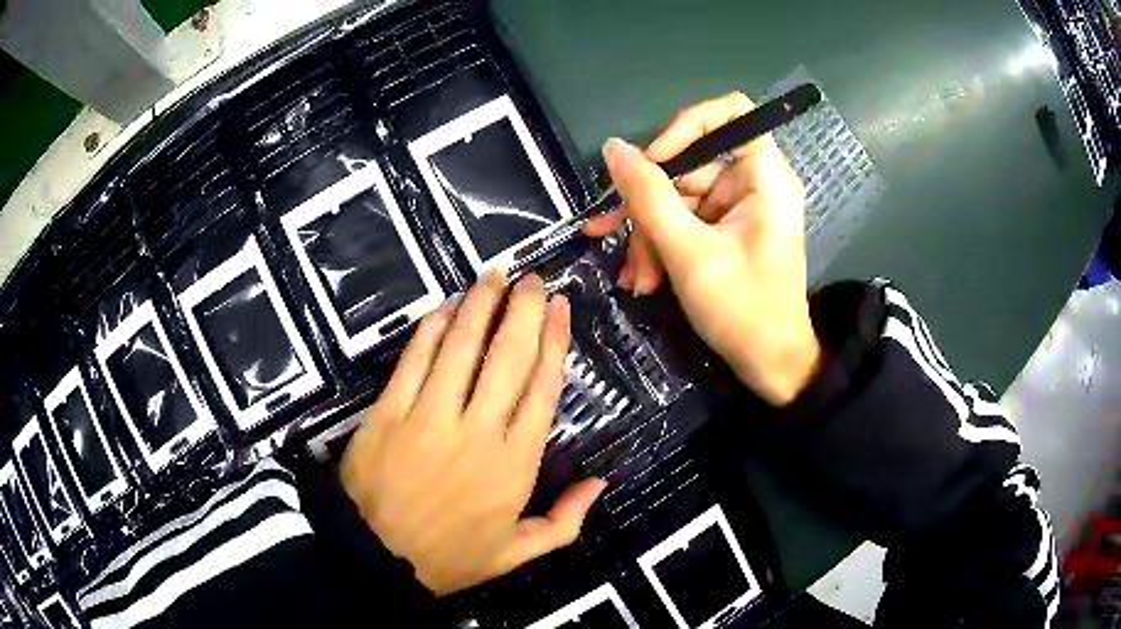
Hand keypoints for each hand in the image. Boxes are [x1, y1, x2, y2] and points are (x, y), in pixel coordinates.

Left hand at [340, 272, 605, 594]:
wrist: (376, 559)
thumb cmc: (450, 557)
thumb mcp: (517, 554)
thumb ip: (565, 520)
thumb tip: (601, 482)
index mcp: (515, 464)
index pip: (542, 387)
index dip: (554, 341)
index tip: (561, 308)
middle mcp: (479, 431)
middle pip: (508, 356)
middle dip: (524, 310)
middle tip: (533, 279)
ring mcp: (430, 417)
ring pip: (462, 347)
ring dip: (480, 305)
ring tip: (494, 276)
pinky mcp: (390, 411)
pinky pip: (416, 359)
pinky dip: (432, 328)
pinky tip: (445, 307)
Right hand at [587, 92, 820, 405]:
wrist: (770, 367)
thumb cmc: (743, 310)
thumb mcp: (688, 252)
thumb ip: (648, 196)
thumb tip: (613, 148)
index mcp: (765, 178)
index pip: (730, 113)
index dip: (686, 126)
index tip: (653, 161)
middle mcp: (754, 184)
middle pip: (690, 163)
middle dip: (650, 204)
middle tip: (614, 235)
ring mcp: (739, 209)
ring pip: (680, 198)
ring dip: (650, 235)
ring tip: (635, 277)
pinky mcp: (727, 231)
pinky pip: (686, 222)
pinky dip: (662, 246)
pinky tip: (642, 277)